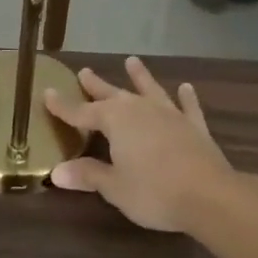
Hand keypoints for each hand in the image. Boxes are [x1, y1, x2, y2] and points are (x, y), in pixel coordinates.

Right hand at [43, 57, 239, 233]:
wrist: (209, 196)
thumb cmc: (154, 192)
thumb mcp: (114, 187)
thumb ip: (87, 175)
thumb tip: (56, 172)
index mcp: (115, 121)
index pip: (81, 112)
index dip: (63, 105)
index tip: (47, 93)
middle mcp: (140, 110)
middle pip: (113, 95)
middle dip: (96, 86)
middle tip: (84, 71)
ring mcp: (170, 115)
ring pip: (150, 91)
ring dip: (140, 77)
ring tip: (132, 61)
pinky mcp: (195, 127)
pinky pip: (187, 107)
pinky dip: (186, 97)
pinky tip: (186, 87)